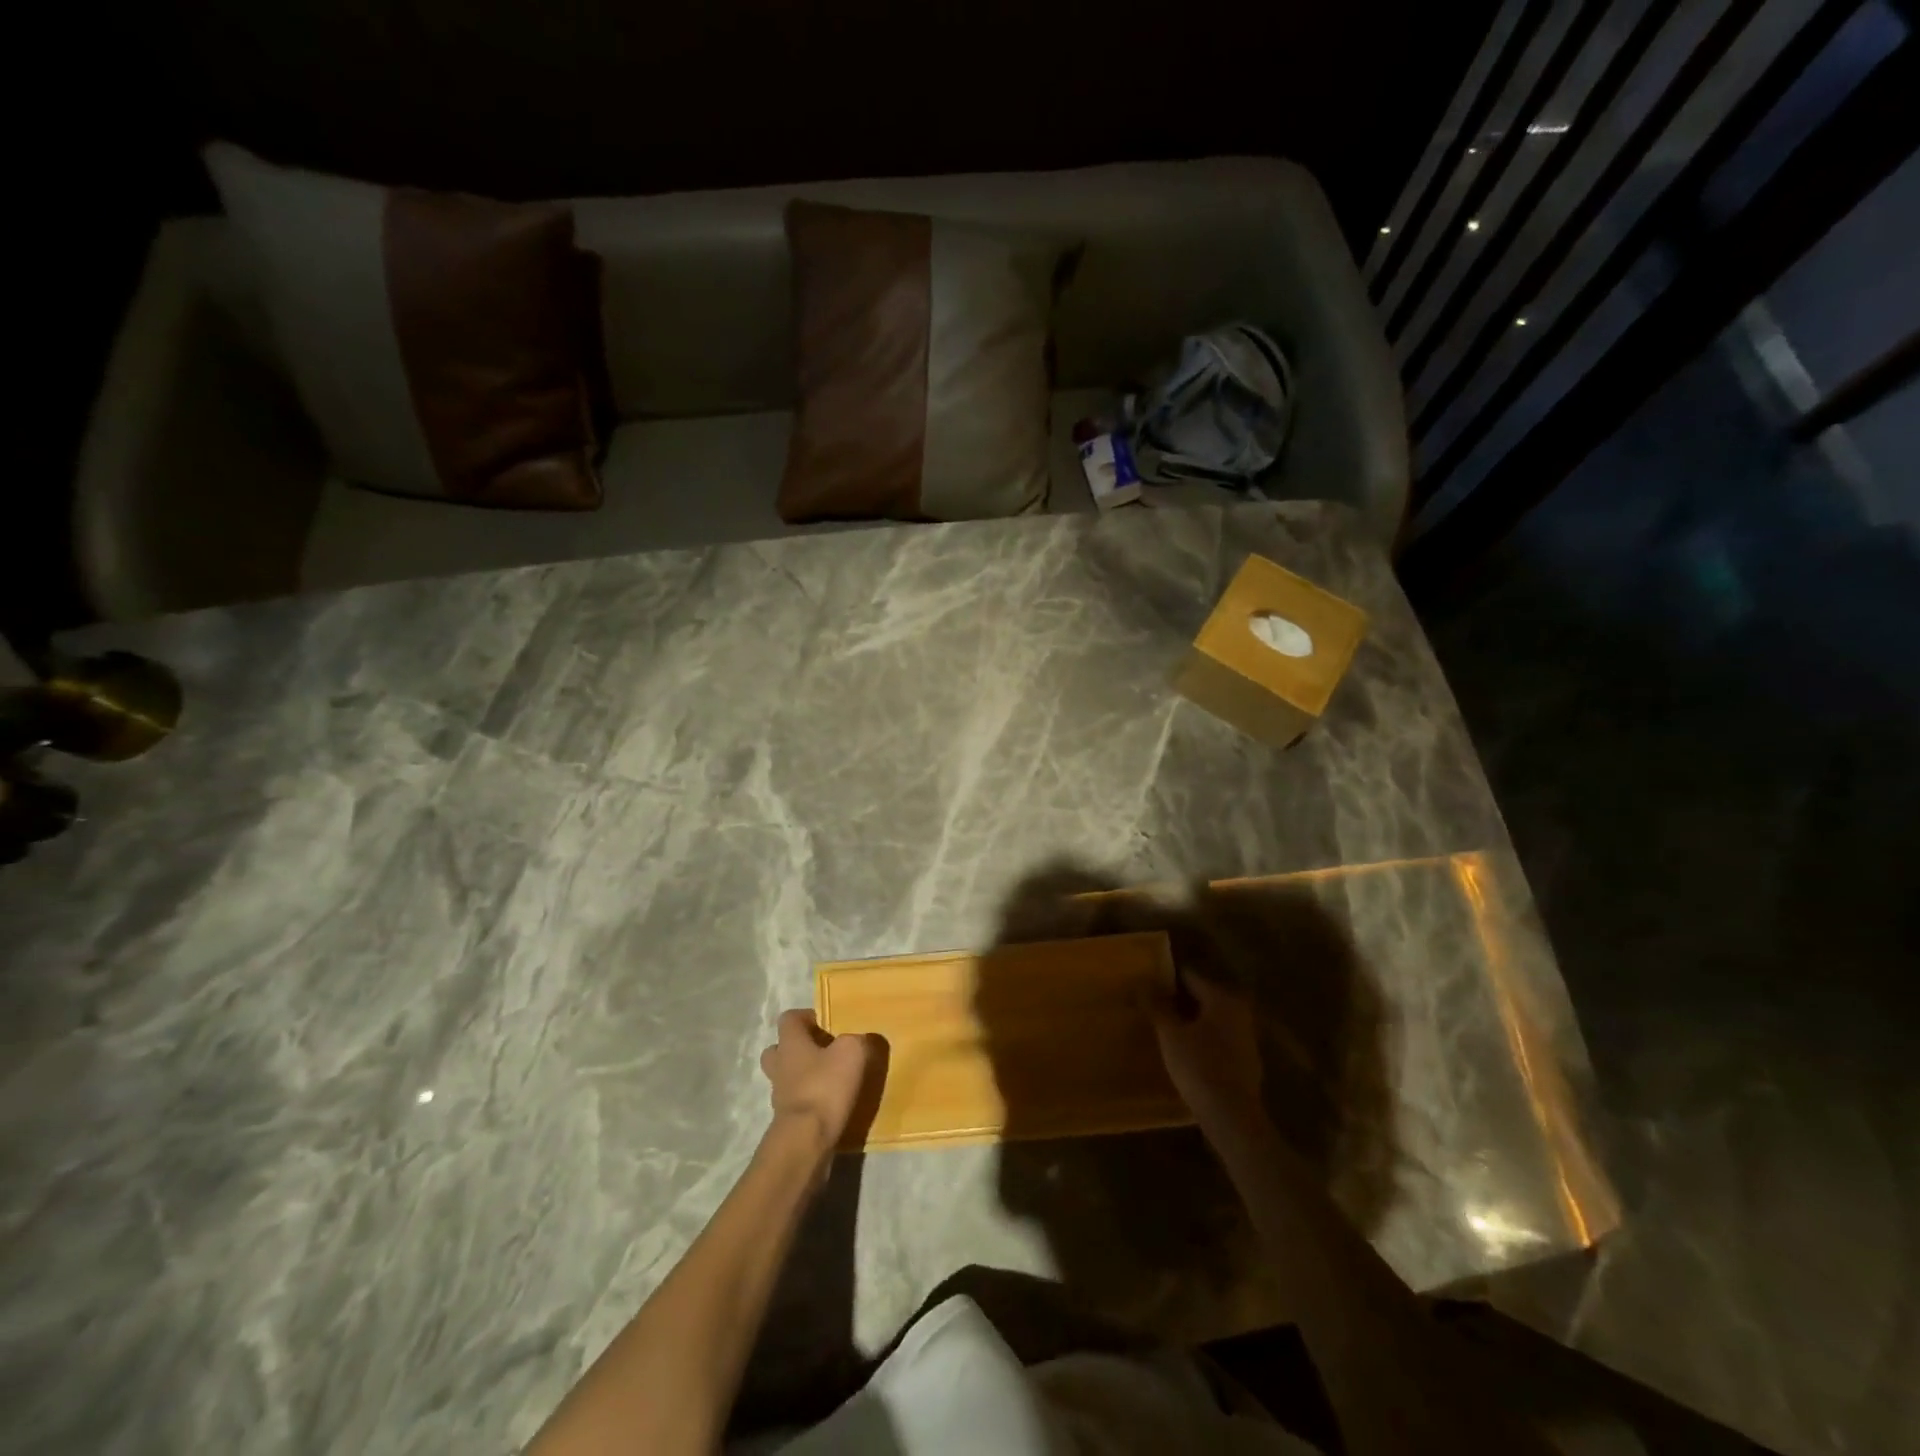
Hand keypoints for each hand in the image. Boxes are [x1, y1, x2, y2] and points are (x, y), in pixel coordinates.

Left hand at [759, 1009, 875, 1159]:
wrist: (806, 1140)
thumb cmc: (825, 1086)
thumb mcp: (852, 1052)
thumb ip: (857, 1040)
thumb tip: (860, 1040)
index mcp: (790, 1043)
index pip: (788, 1018)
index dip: (806, 1016)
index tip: (827, 1023)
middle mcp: (779, 1066)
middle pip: (780, 1049)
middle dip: (799, 1048)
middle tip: (824, 1051)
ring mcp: (779, 1095)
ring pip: (787, 1077)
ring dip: (805, 1076)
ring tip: (832, 1079)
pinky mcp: (786, 1121)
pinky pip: (797, 1102)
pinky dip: (811, 1100)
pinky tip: (831, 1104)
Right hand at [1152, 974, 1265, 1135]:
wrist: (1232, 1117)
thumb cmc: (1199, 1067)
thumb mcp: (1170, 1034)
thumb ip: (1157, 1006)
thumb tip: (1142, 983)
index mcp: (1222, 998)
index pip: (1190, 976)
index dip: (1167, 977)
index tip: (1147, 981)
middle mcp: (1239, 1011)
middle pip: (1203, 997)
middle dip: (1179, 1000)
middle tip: (1152, 1004)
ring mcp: (1246, 1037)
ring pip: (1211, 1019)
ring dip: (1190, 1021)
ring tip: (1164, 1027)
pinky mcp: (1246, 1061)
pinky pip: (1218, 1039)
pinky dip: (1202, 1039)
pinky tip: (1184, 1051)